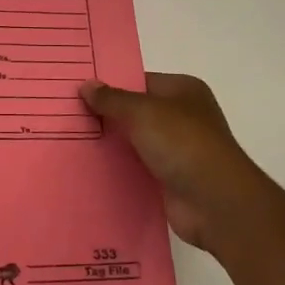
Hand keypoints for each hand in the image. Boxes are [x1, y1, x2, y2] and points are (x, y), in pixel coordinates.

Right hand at [82, 74, 272, 252]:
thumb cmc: (183, 143)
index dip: (112, 85)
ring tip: (71, 141)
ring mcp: (179, 150)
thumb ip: (113, 99)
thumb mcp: (143, 112)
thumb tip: (86, 85)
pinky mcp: (171, 179)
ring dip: (112, 144)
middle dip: (108, 116)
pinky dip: (120, 169)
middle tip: (68, 116)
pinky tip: (90, 169)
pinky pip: (138, 168)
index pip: (141, 81)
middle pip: (137, 111)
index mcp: (183, 90)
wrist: (215, 202)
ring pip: (136, 141)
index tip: (79, 90)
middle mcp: (183, 116)